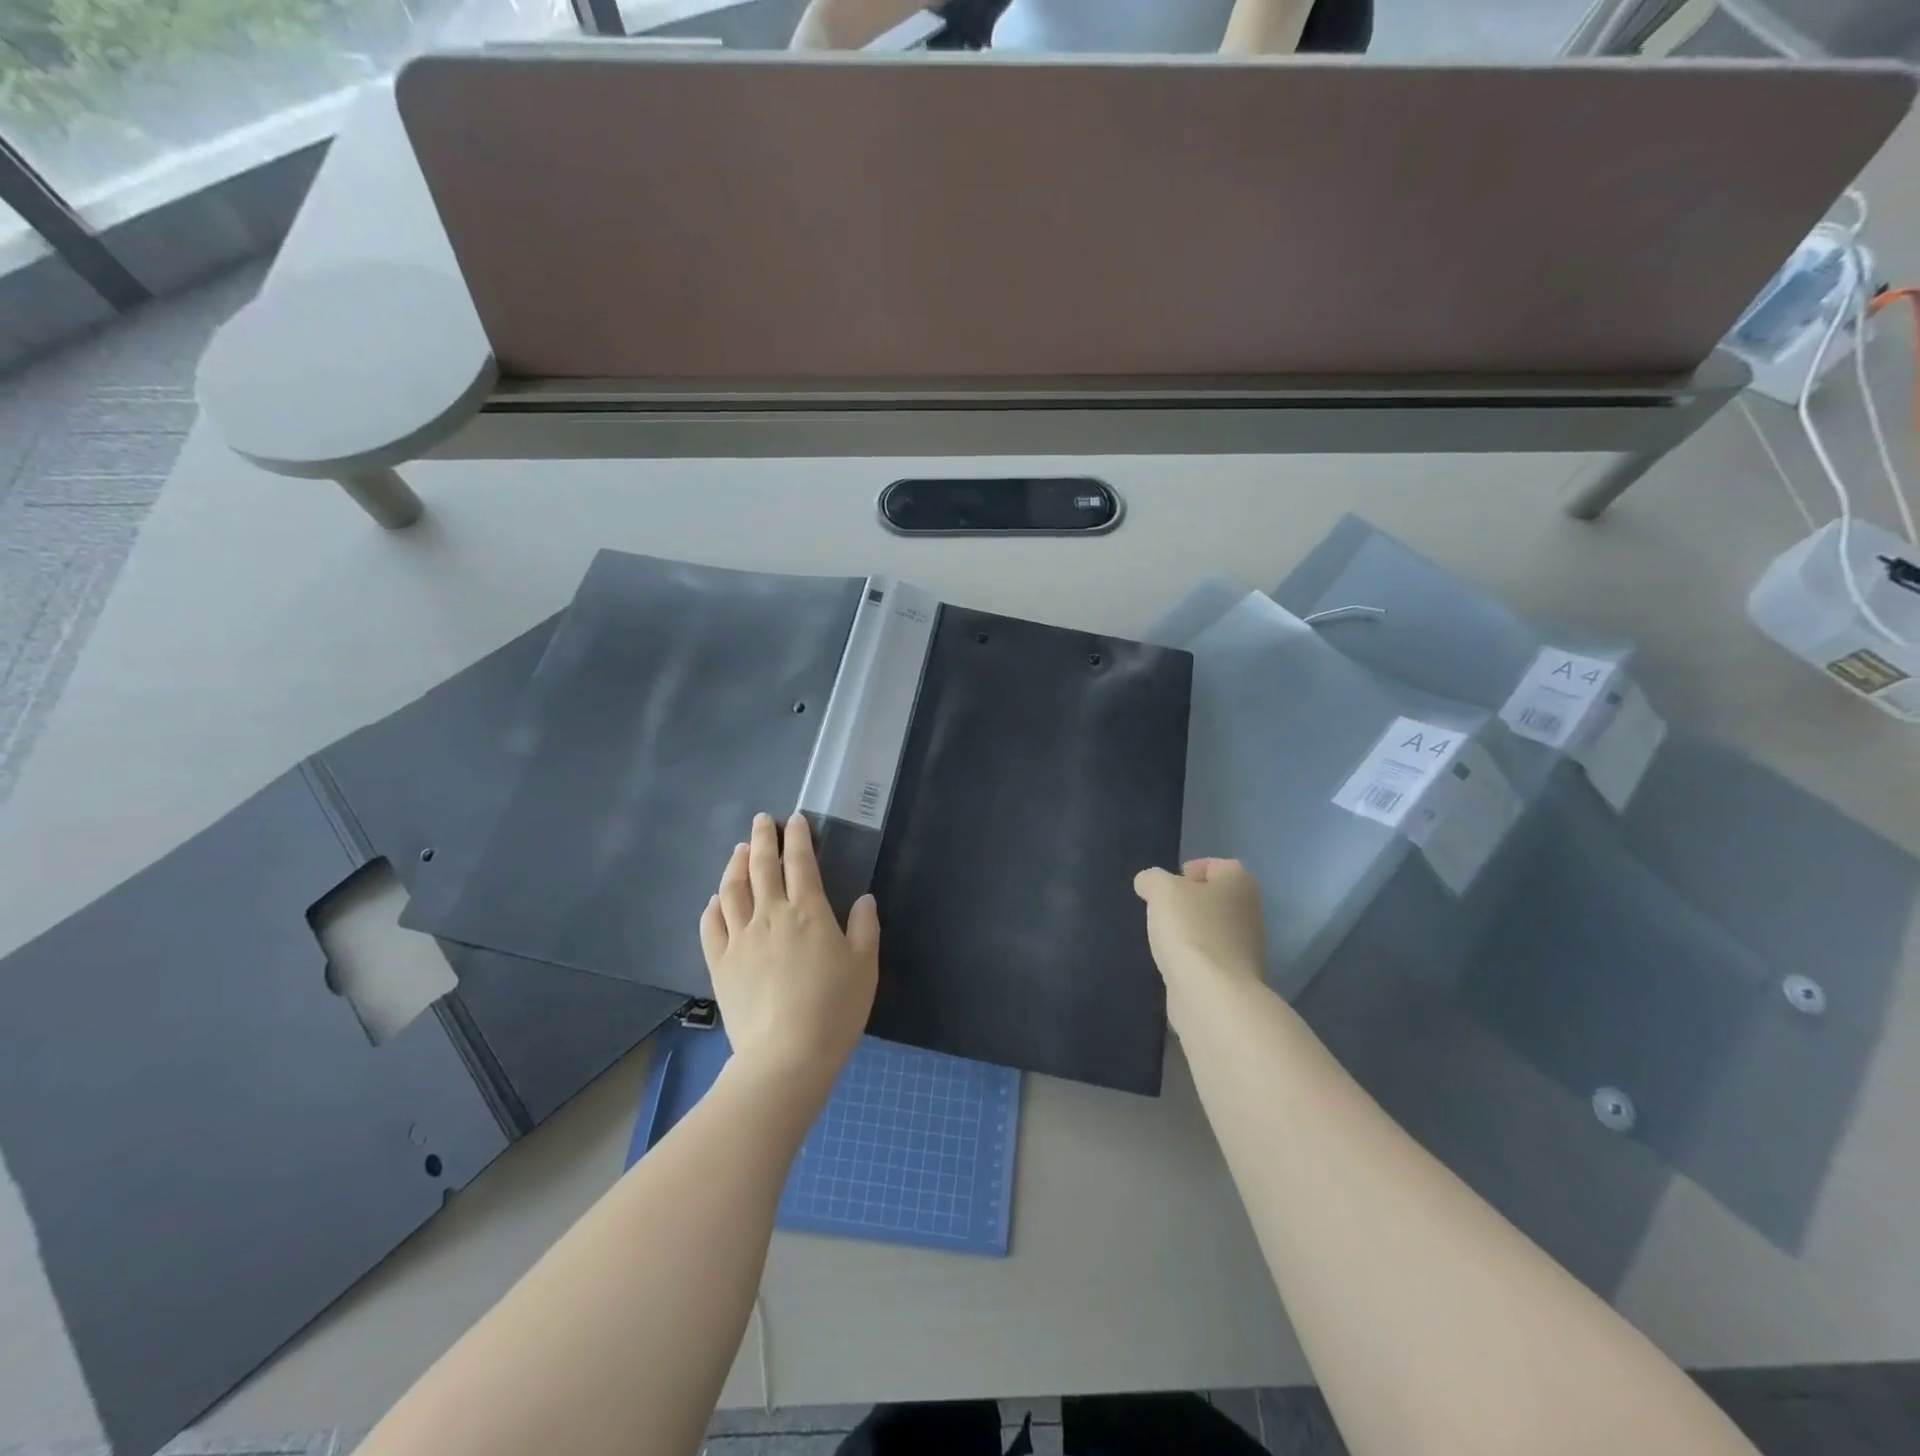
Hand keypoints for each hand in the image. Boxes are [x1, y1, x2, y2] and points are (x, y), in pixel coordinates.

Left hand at [700, 811, 879, 1088]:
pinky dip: (713, 906)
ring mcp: (740, 938)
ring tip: (739, 850)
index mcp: (808, 910)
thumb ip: (865, 927)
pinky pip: (711, 925)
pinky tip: (716, 900)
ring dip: (735, 864)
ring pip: (732, 889)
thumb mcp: (865, 965)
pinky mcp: (720, 963)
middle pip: (761, 866)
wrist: (787, 1055)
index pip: (800, 862)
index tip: (795, 820)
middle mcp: (770, 914)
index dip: (797, 837)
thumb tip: (864, 899)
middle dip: (762, 838)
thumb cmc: (835, 1008)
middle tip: (762, 820)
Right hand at [1133, 858, 1267, 995]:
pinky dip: (1192, 958)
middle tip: (1162, 910)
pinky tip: (1173, 964)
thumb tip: (1149, 884)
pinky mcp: (1235, 977)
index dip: (1192, 869)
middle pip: (1215, 898)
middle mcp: (1250, 912)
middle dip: (1188, 903)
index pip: (1218, 865)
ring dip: (1190, 931)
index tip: (1168, 885)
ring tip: (1163, 938)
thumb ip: (1152, 879)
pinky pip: (1209, 957)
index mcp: (1240, 883)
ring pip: (1212, 929)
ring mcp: (1246, 948)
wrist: (1213, 994)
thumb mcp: (1161, 890)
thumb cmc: (1190, 929)